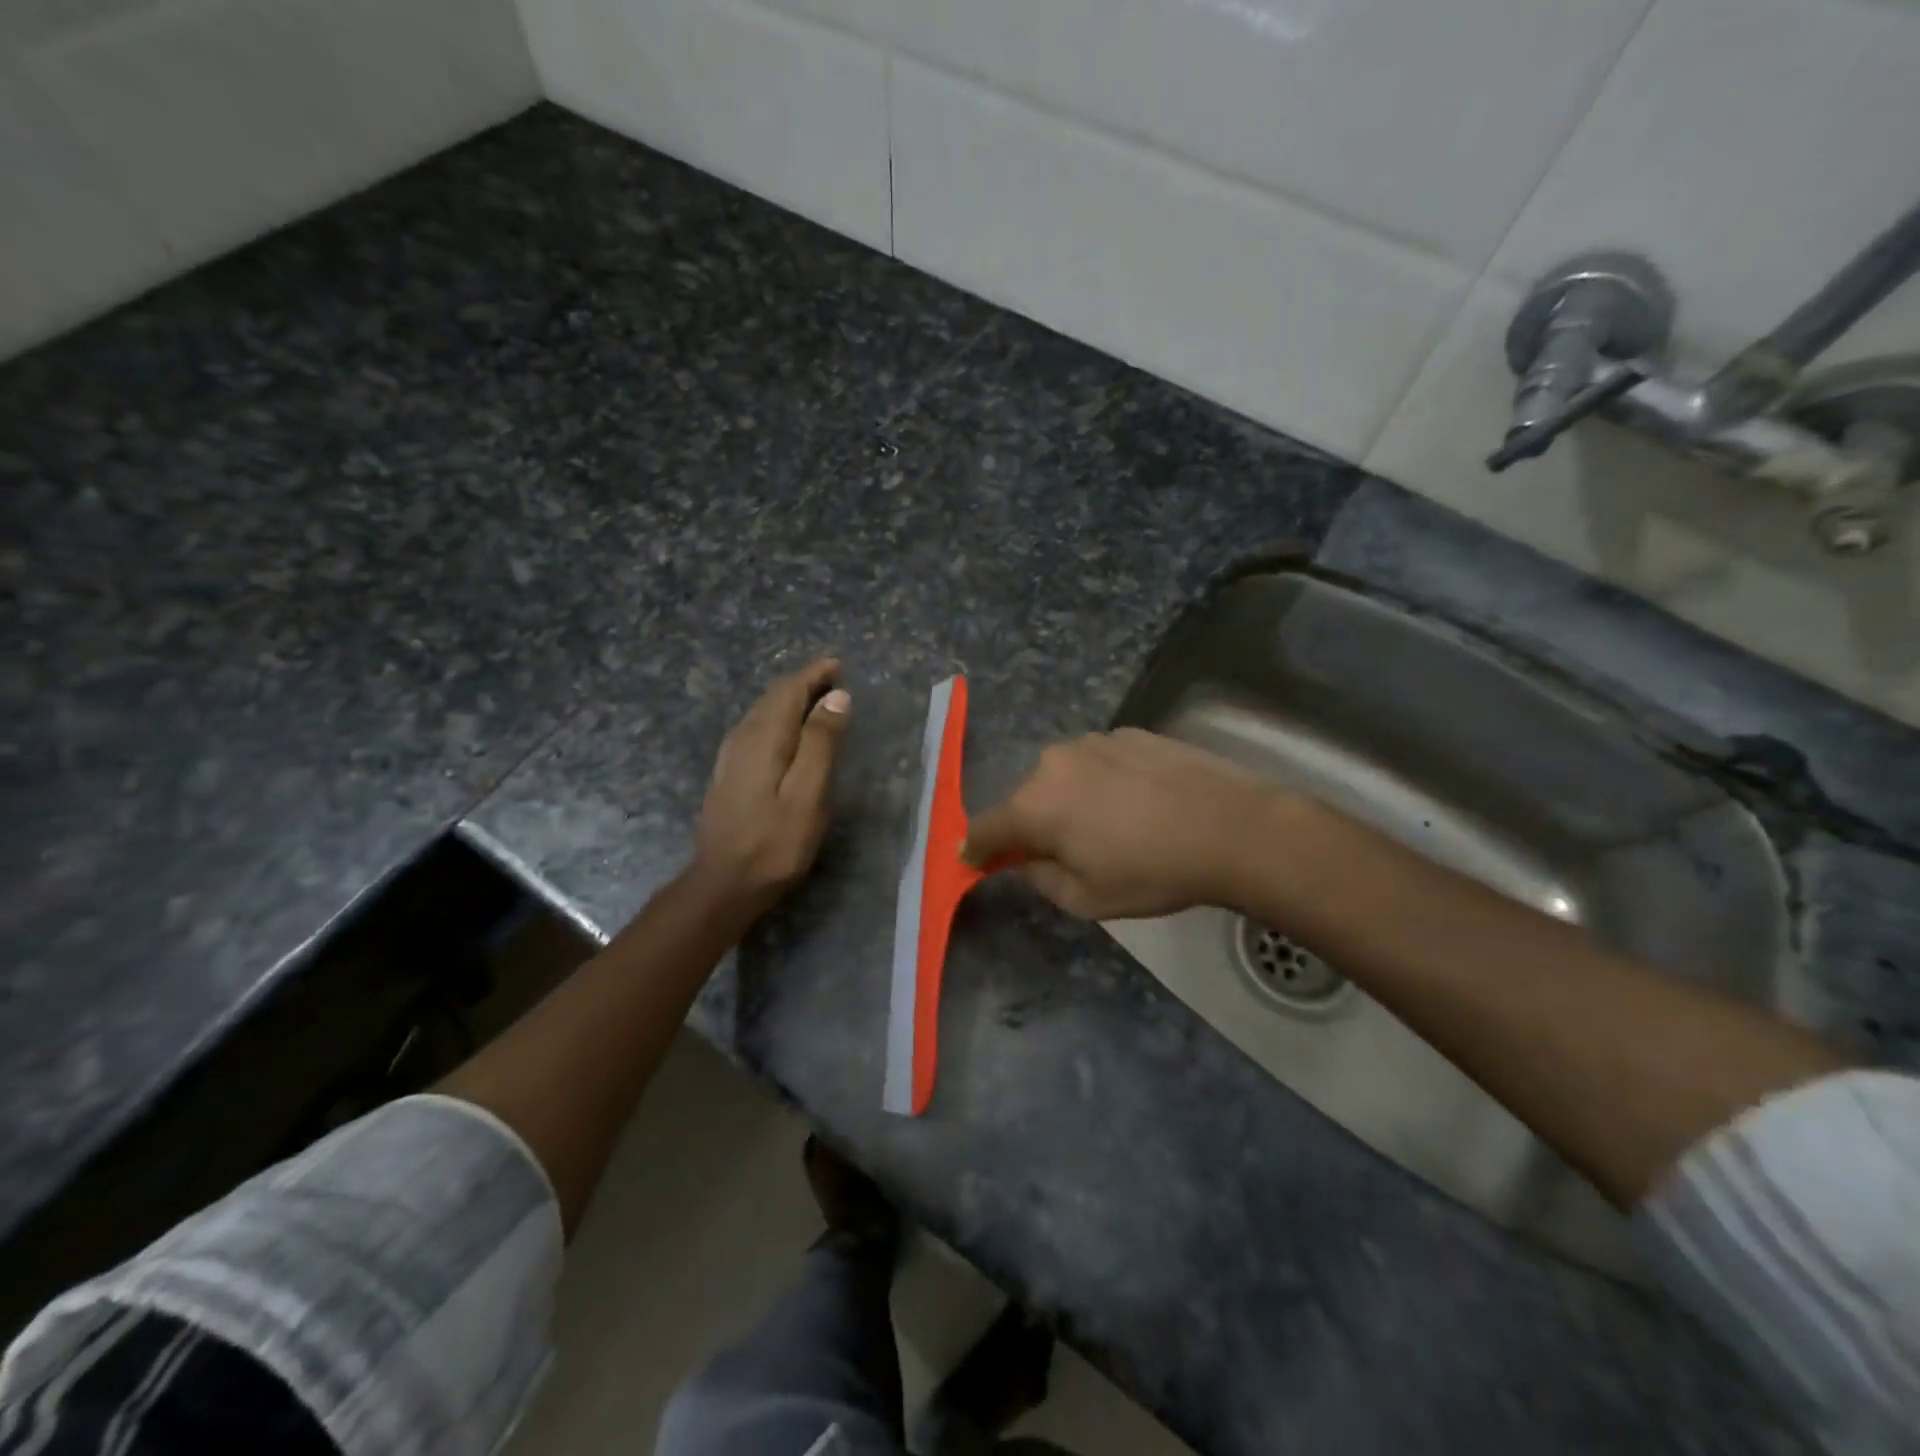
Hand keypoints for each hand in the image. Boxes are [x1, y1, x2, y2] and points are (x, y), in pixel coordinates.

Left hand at [689, 657, 850, 918]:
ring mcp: (731, 756)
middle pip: (773, 697)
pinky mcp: (728, 774)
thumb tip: (837, 696)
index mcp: (765, 737)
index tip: (838, 664)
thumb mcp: (808, 793)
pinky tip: (787, 731)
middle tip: (833, 677)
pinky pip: (755, 728)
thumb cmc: (775, 842)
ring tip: (816, 698)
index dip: (814, 674)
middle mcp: (743, 738)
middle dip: (803, 682)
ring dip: (789, 699)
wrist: (723, 884)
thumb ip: (821, 742)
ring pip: (762, 712)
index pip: (789, 690)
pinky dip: (777, 717)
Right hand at [964, 728, 1282, 919]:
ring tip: (1110, 824)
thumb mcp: (1086, 899)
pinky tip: (1139, 802)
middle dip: (1033, 824)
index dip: (977, 847)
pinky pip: (1099, 761)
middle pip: (1026, 798)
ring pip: (1063, 775)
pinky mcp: (1128, 732)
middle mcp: (1053, 763)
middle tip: (1063, 850)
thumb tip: (1026, 858)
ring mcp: (1092, 741)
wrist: (1231, 827)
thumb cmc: (1152, 872)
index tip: (976, 858)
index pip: (986, 827)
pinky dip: (1103, 781)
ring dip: (1070, 798)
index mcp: (1034, 805)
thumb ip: (1040, 878)